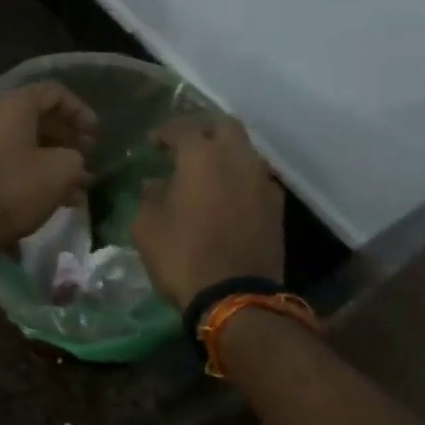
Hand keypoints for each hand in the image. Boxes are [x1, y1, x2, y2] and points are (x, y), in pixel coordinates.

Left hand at [0, 81, 96, 258]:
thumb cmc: (17, 187)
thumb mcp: (62, 169)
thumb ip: (76, 158)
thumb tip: (71, 163)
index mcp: (13, 106)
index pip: (53, 92)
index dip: (79, 111)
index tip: (96, 135)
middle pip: (39, 121)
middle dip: (68, 141)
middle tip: (89, 161)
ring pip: (28, 149)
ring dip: (56, 165)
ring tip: (80, 188)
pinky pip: (14, 169)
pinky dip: (37, 179)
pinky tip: (59, 203)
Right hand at [132, 116, 283, 307]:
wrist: (235, 297)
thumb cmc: (182, 257)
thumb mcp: (147, 228)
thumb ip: (150, 197)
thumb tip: (156, 184)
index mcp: (201, 157)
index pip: (182, 129)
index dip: (165, 133)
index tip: (153, 143)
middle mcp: (237, 159)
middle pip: (224, 127)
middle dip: (203, 132)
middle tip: (185, 148)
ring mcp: (262, 181)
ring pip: (245, 152)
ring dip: (225, 155)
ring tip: (206, 173)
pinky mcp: (277, 206)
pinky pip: (256, 178)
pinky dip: (240, 179)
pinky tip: (226, 196)